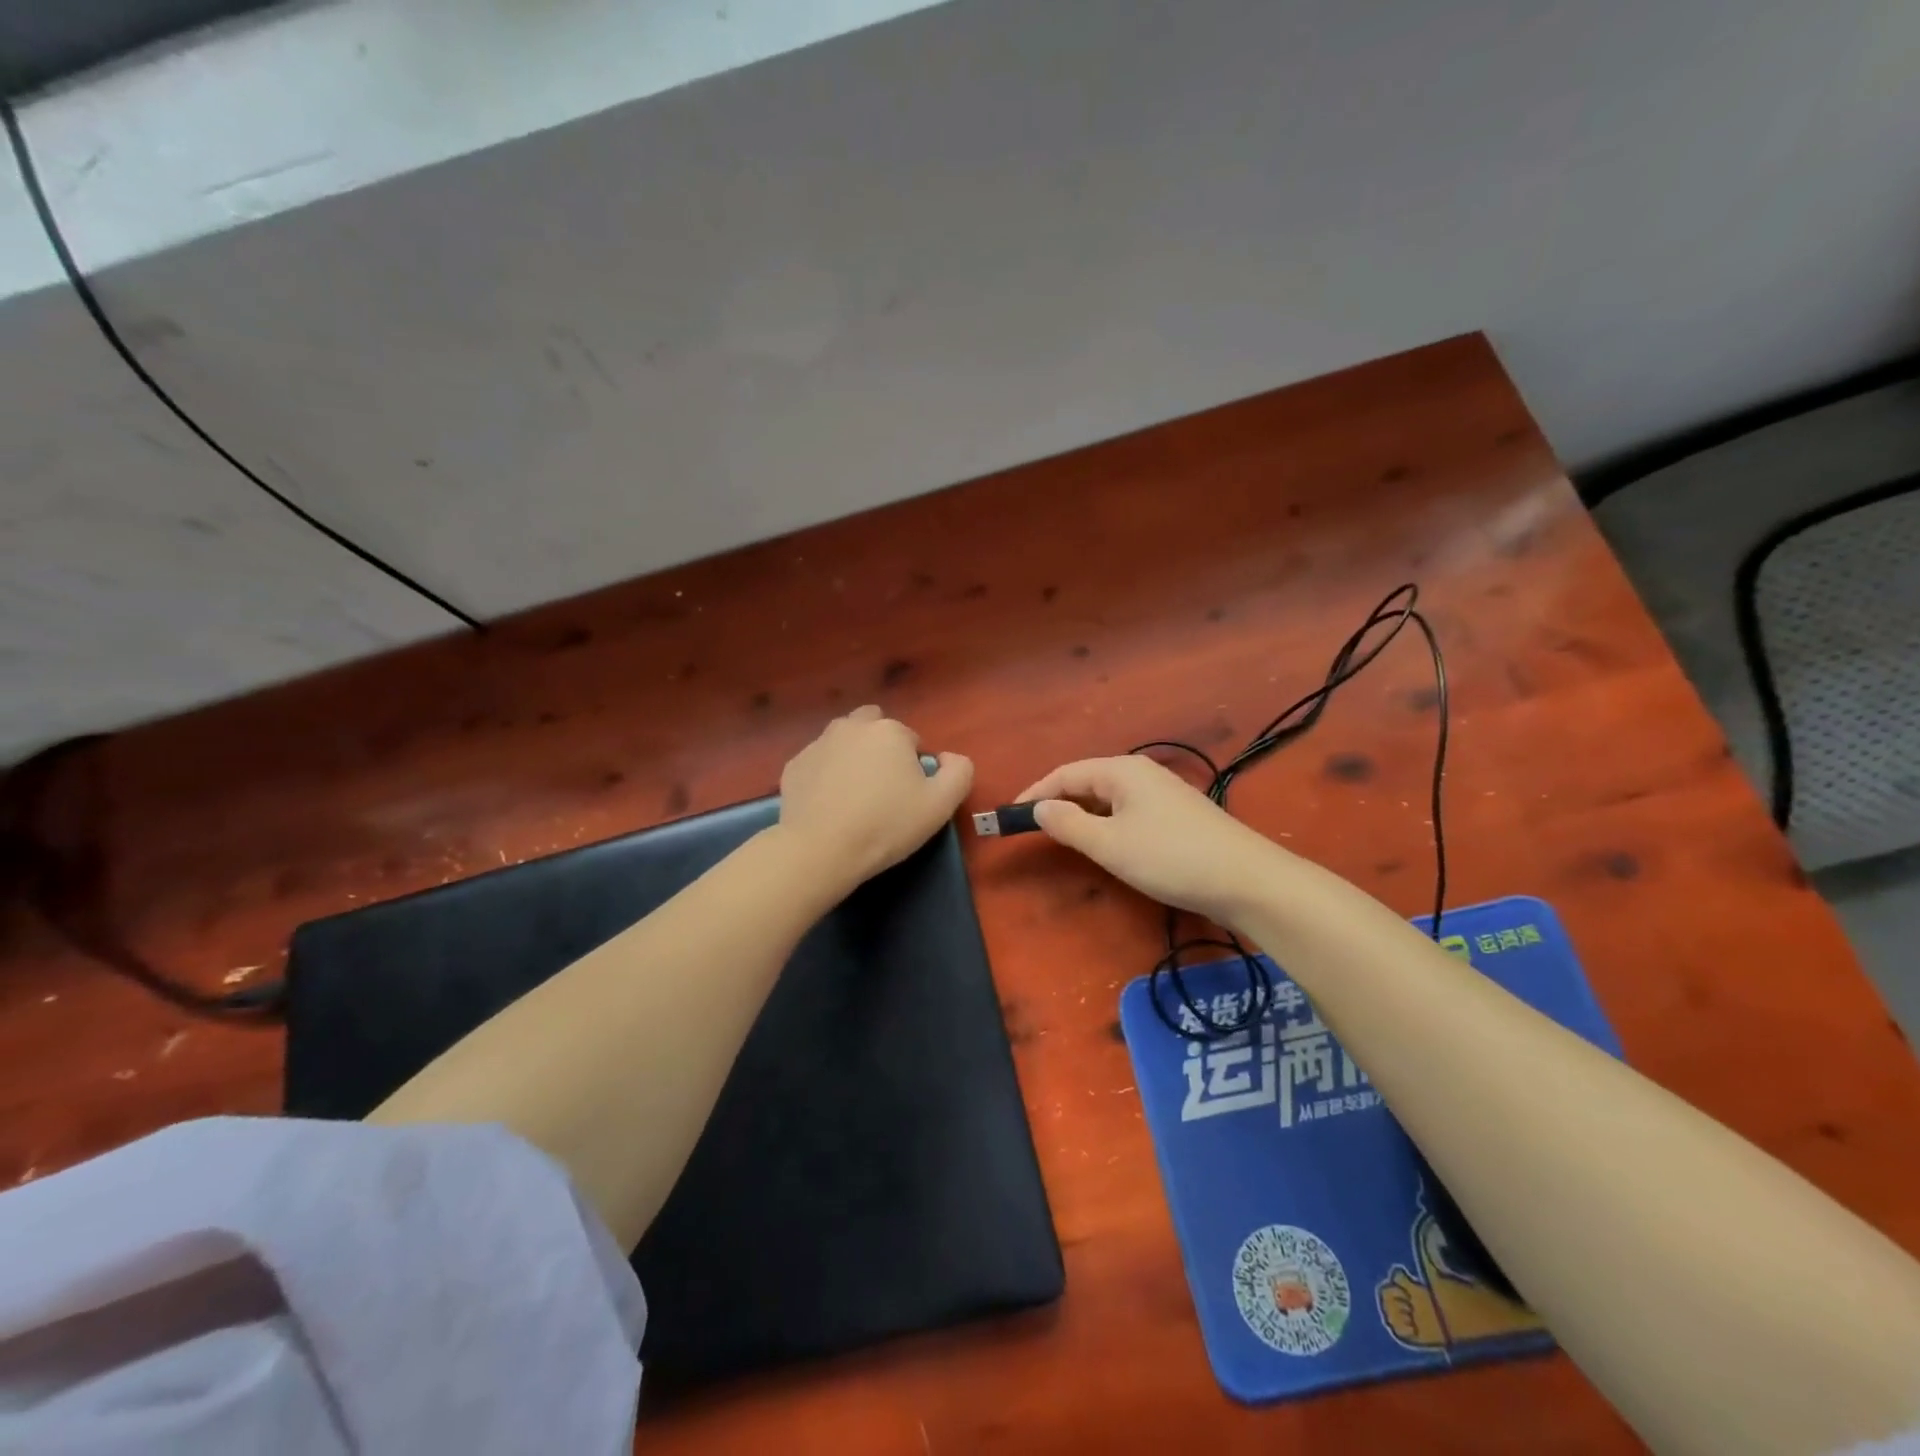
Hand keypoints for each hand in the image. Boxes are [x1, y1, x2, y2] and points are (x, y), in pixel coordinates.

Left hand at [777, 706, 972, 892]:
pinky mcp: (793, 765)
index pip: (910, 740)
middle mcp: (851, 726)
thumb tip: (949, 758)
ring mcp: (818, 744)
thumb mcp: (941, 804)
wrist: (822, 850)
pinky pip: (818, 763)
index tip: (908, 796)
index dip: (913, 767)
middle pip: (873, 728)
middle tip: (882, 788)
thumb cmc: (887, 824)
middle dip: (880, 749)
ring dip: (852, 757)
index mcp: (889, 731)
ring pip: (843, 741)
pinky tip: (828, 804)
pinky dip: (825, 776)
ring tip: (854, 796)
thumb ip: (959, 771)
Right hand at [1016, 755, 1287, 924]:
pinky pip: (1127, 811)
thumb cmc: (1170, 857)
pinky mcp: (1176, 815)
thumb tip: (1040, 808)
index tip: (1010, 816)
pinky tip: (1106, 844)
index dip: (1034, 792)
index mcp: (1122, 770)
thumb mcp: (1109, 845)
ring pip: (1108, 799)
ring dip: (1081, 815)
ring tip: (1062, 838)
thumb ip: (1068, 824)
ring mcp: (1162, 793)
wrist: (1246, 879)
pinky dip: (1105, 824)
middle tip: (1032, 830)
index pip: (1065, 773)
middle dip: (1057, 802)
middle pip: (1087, 782)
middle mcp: (1141, 773)